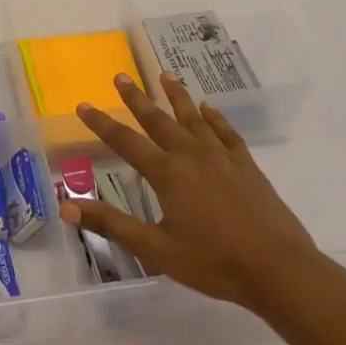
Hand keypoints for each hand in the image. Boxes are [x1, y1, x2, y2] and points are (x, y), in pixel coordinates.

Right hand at [61, 72, 329, 319]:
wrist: (278, 269)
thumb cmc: (213, 262)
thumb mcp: (155, 249)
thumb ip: (112, 224)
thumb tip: (66, 206)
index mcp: (167, 174)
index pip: (126, 142)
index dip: (101, 124)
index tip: (83, 105)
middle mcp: (192, 156)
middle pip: (159, 120)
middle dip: (137, 98)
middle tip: (121, 77)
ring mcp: (222, 158)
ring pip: (194, 118)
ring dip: (177, 96)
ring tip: (165, 75)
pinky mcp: (246, 167)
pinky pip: (226, 133)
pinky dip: (215, 118)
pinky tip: (208, 108)